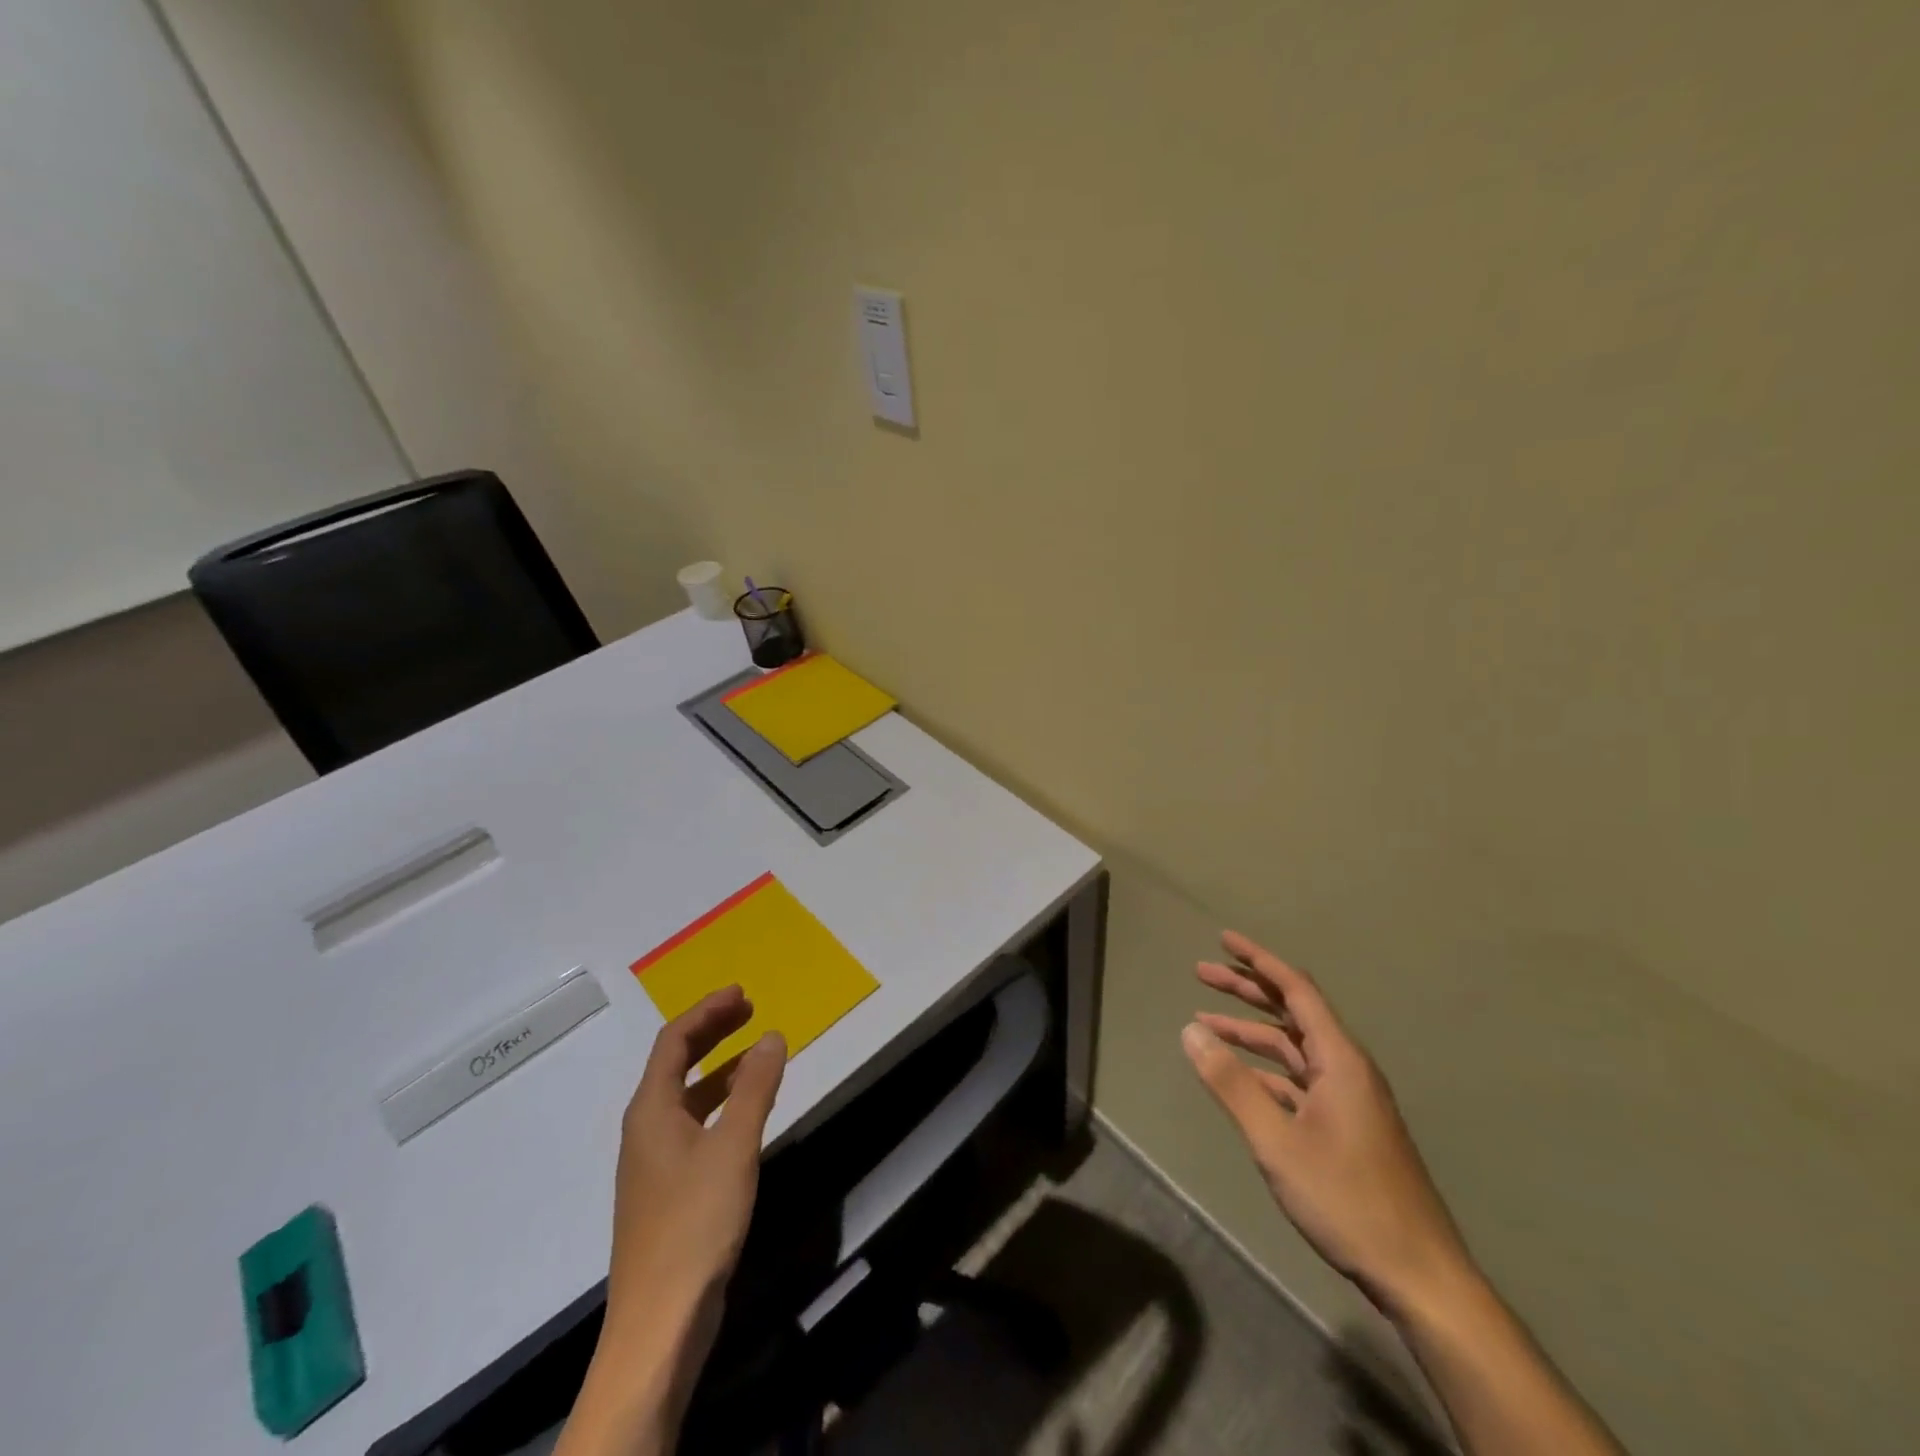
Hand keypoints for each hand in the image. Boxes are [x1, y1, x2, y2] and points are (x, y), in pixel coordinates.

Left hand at [604, 986, 786, 1361]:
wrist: (660, 1321)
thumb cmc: (695, 1222)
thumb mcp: (733, 1146)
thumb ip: (755, 1087)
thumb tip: (771, 1035)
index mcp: (651, 1110)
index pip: (674, 1041)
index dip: (707, 1011)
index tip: (741, 993)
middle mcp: (646, 1128)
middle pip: (676, 1064)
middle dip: (712, 1032)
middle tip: (749, 1010)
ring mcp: (654, 1161)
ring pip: (686, 1096)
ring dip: (719, 1067)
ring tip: (756, 1052)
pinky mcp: (668, 1188)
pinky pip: (694, 1123)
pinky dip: (720, 1102)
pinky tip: (746, 1111)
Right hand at [1182, 931, 1469, 1317]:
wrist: (1418, 1276)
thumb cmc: (1347, 1199)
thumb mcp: (1276, 1140)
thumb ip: (1231, 1083)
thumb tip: (1189, 1031)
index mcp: (1340, 1059)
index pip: (1296, 990)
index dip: (1259, 960)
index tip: (1224, 939)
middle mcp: (1347, 1068)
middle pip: (1292, 1012)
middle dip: (1246, 989)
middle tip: (1202, 973)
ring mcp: (1349, 1098)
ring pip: (1293, 1048)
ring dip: (1250, 1032)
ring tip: (1204, 1023)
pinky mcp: (1347, 1126)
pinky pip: (1299, 1079)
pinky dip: (1265, 1069)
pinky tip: (1238, 1076)